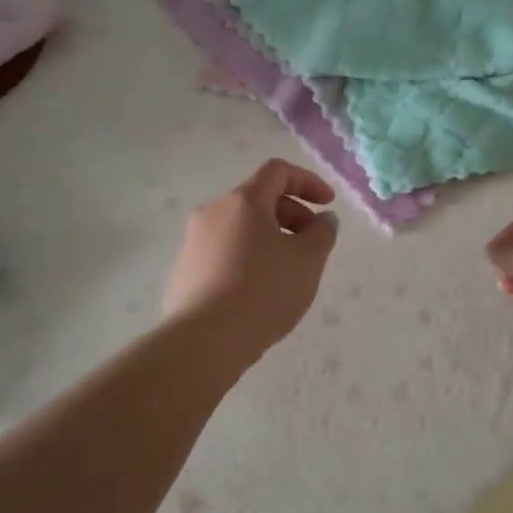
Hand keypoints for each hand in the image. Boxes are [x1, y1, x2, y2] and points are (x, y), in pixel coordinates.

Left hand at [162, 160, 339, 358]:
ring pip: (240, 227)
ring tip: (288, 272)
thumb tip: (323, 219)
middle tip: (313, 244)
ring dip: (270, 238)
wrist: (203, 341)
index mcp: (243, 201)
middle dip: (292, 214)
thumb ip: (322, 233)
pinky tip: (259, 292)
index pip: (277, 171)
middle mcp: (213, 212)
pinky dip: (248, 258)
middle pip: (258, 199)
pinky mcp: (184, 271)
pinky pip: (224, 252)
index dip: (308, 181)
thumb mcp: (308, 261)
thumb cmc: (263, 292)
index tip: (328, 205)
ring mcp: (193, 242)